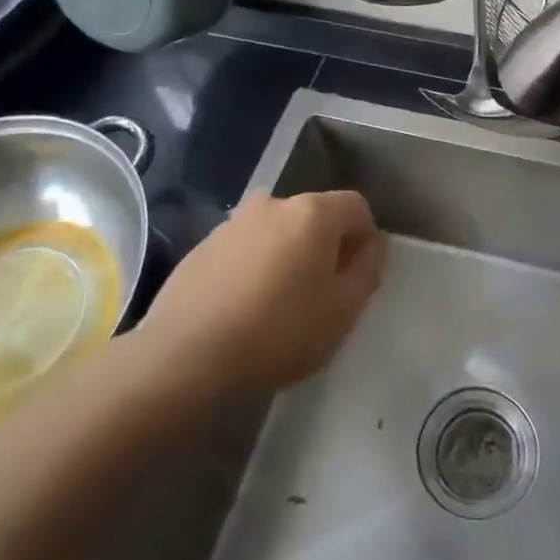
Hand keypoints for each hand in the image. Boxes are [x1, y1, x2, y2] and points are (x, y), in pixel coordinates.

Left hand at [138, 190, 384, 393]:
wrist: (187, 355)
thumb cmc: (279, 331)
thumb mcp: (343, 310)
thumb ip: (367, 270)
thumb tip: (371, 246)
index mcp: (312, 213)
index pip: (356, 207)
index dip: (365, 238)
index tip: (358, 277)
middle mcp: (273, 204)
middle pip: (315, 217)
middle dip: (325, 247)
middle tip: (321, 295)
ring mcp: (233, 223)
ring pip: (277, 233)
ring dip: (287, 257)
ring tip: (279, 305)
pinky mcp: (202, 246)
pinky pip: (245, 249)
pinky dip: (254, 267)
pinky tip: (244, 308)